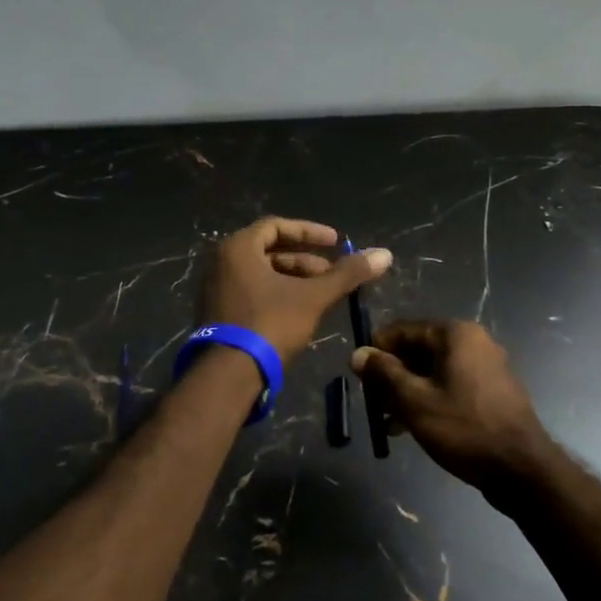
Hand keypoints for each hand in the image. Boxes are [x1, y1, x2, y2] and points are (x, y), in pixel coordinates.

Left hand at [201, 218, 391, 363]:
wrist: (229, 375)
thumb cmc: (270, 324)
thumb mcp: (313, 297)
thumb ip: (347, 274)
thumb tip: (384, 254)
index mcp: (238, 248)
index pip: (276, 226)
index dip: (309, 232)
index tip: (336, 242)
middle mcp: (221, 262)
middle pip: (269, 251)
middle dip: (305, 262)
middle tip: (332, 275)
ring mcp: (216, 289)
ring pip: (262, 274)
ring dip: (293, 280)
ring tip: (322, 296)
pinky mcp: (218, 313)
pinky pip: (251, 292)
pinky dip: (277, 294)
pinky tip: (300, 312)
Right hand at [351, 320, 561, 502]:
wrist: (522, 469)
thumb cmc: (464, 428)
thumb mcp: (414, 401)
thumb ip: (383, 374)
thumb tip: (358, 354)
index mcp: (455, 334)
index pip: (402, 330)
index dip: (376, 351)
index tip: (359, 378)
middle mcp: (473, 342)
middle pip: (417, 350)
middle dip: (392, 375)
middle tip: (373, 403)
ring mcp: (486, 367)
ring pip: (432, 371)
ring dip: (407, 391)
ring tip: (388, 422)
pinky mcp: (492, 391)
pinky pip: (450, 385)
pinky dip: (429, 399)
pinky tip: (412, 427)